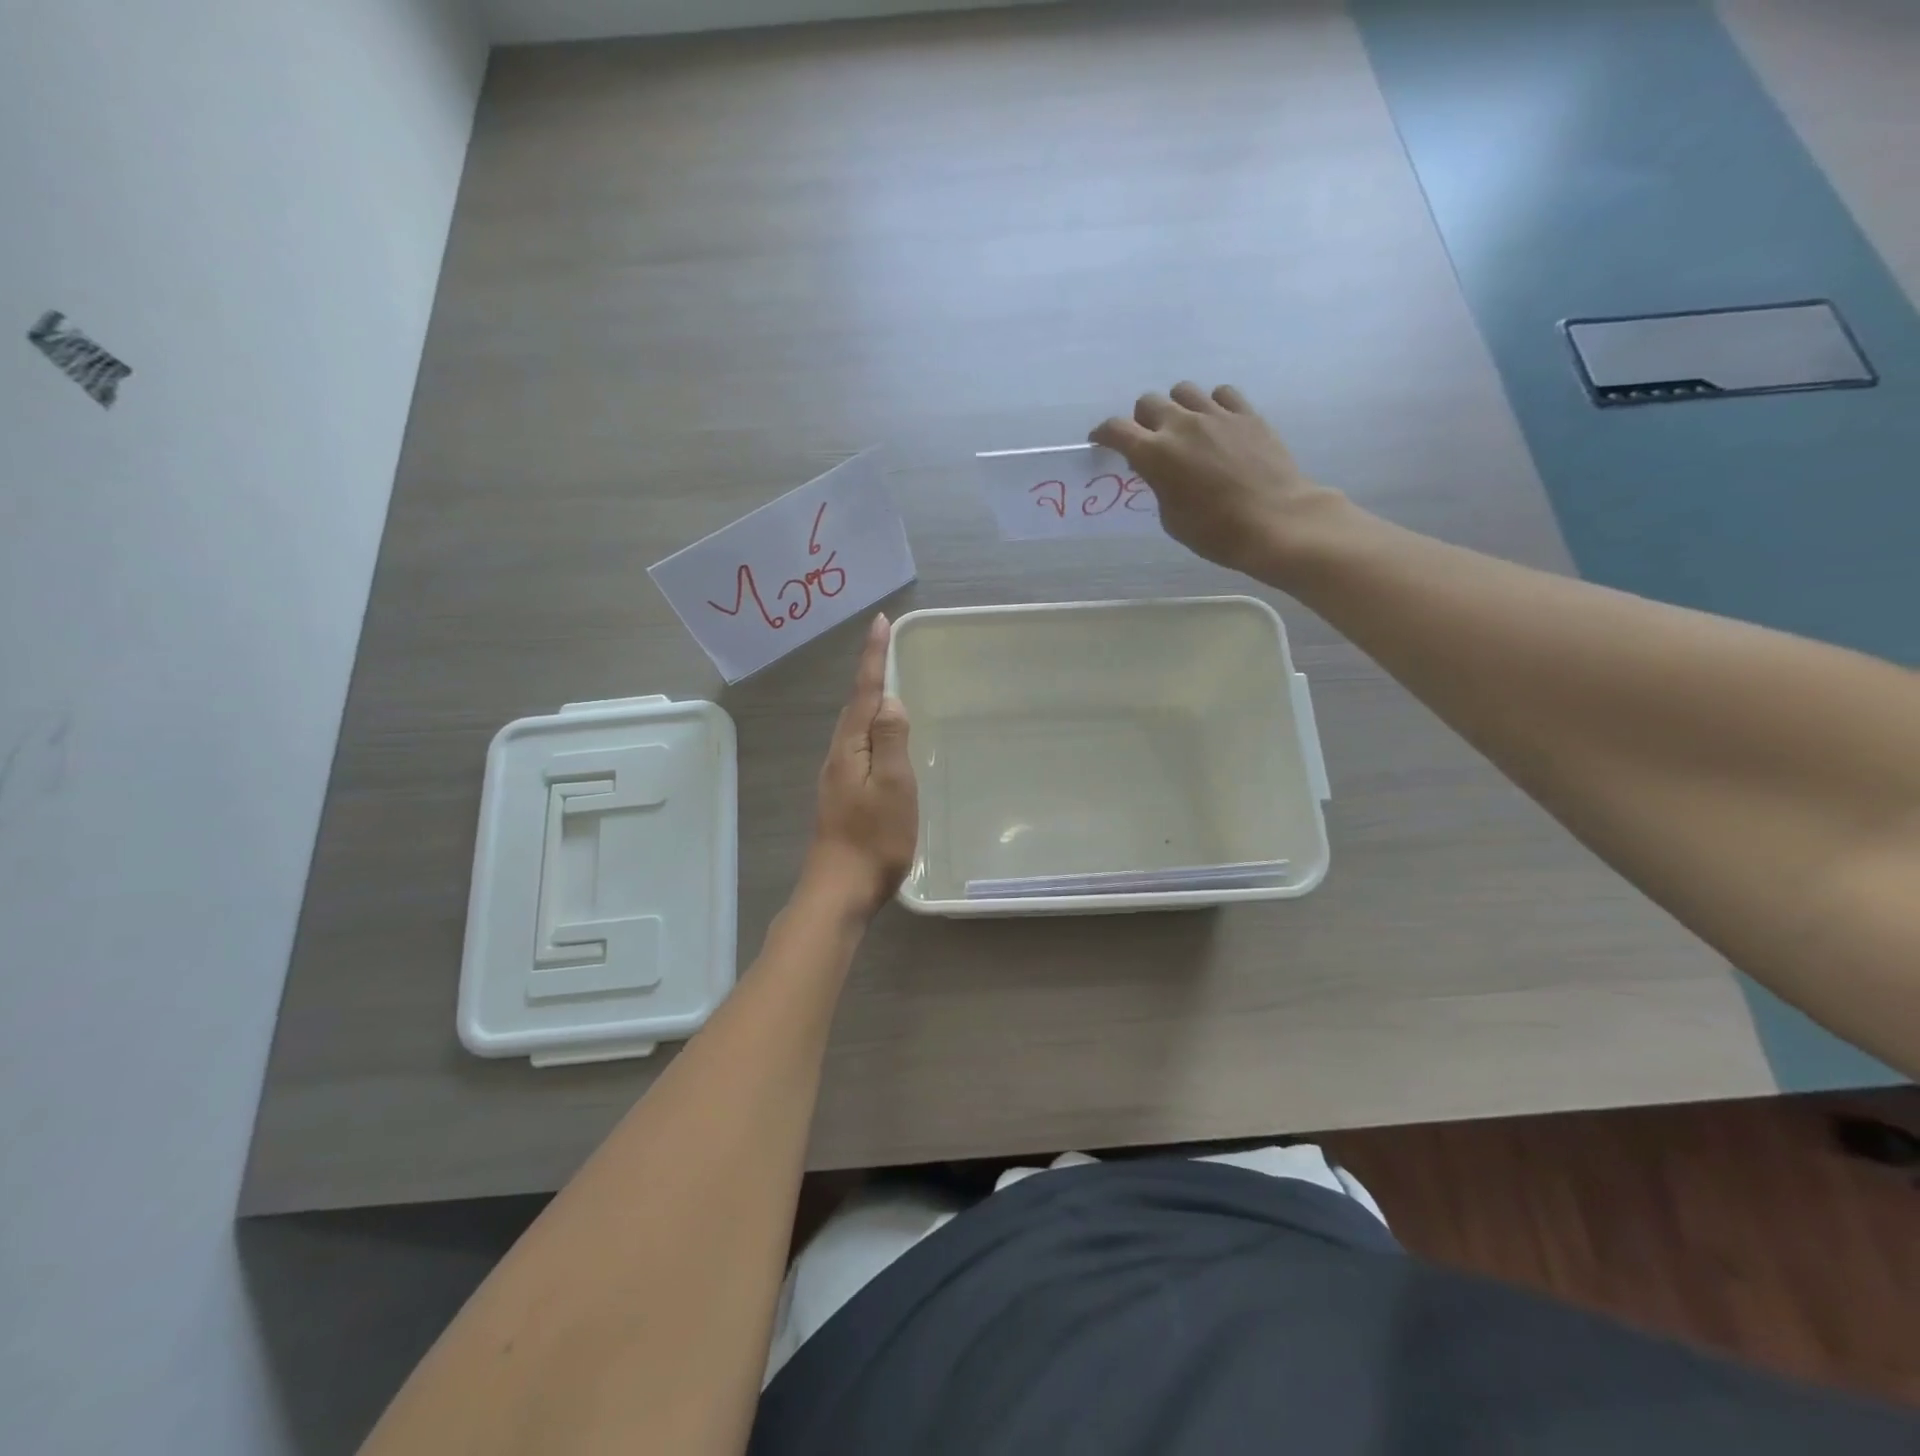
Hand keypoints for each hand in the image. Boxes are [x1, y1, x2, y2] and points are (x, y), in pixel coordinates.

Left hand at [805, 614, 917, 916]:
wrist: (840, 889)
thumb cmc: (874, 838)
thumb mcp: (893, 786)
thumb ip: (892, 741)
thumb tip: (890, 702)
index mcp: (850, 748)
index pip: (864, 692)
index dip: (873, 657)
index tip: (879, 622)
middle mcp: (838, 756)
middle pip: (856, 706)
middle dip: (869, 674)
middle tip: (885, 645)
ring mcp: (838, 777)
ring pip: (856, 728)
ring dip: (870, 702)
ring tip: (887, 684)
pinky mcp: (843, 796)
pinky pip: (859, 748)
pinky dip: (872, 731)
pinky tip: (882, 740)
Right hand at [1092, 382, 1346, 578]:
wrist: (1275, 521)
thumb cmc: (1215, 531)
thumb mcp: (1171, 517)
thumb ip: (1159, 485)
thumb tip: (1161, 471)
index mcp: (1155, 454)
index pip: (1116, 430)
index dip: (1104, 434)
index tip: (1101, 442)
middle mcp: (1181, 425)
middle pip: (1148, 401)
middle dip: (1142, 419)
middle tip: (1149, 440)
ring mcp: (1217, 415)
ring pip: (1183, 391)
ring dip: (1176, 407)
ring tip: (1185, 428)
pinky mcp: (1247, 414)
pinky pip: (1221, 394)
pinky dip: (1212, 404)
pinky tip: (1216, 424)